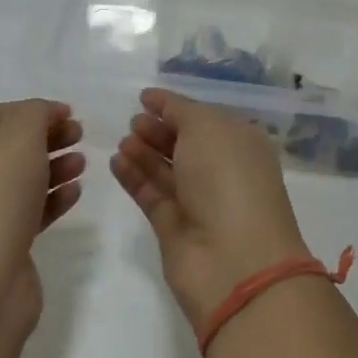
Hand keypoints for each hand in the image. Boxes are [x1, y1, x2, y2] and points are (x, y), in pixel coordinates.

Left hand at [0, 99, 83, 331]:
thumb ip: (35, 114)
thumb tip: (45, 114)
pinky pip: (26, 211)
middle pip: (7, 145)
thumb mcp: (18, 137)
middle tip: (80, 134)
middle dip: (46, 137)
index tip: (69, 113)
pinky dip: (51, 199)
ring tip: (83, 163)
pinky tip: (74, 193)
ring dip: (53, 167)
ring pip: (19, 179)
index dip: (32, 109)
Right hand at [111, 88, 310, 329]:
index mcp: (240, 143)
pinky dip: (134, 177)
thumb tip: (158, 102)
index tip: (145, 97)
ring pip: (166, 169)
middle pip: (184, 144)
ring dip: (143, 152)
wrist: (233, 259)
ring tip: (122, 140)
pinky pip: (151, 194)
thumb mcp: (207, 127)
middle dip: (158, 129)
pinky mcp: (174, 227)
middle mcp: (222, 171)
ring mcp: (198, 201)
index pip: (205, 117)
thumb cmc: (227, 178)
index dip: (176, 106)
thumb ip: (179, 110)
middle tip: (132, 121)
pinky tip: (116, 161)